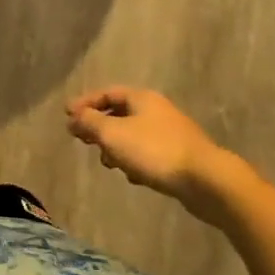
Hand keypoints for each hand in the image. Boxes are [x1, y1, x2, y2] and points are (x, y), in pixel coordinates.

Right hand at [66, 86, 234, 215]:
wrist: (207, 181)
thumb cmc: (154, 151)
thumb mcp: (113, 134)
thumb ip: (89, 123)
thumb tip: (73, 117)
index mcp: (141, 98)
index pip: (107, 93)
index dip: (85, 103)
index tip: (67, 116)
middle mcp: (157, 110)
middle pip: (120, 113)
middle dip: (99, 127)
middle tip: (83, 140)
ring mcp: (171, 133)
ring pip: (134, 135)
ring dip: (116, 147)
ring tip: (107, 163)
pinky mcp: (181, 156)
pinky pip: (149, 153)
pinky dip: (135, 161)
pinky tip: (133, 177)